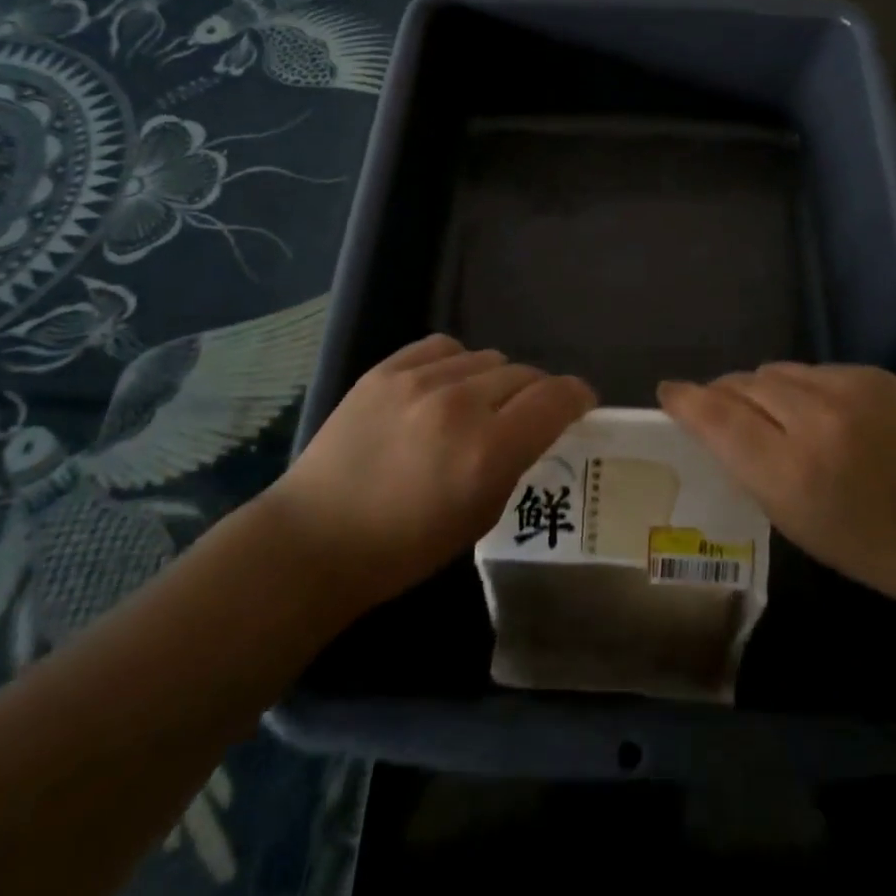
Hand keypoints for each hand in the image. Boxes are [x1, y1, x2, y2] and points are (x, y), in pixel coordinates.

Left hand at [273, 335, 595, 612]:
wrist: (315, 538)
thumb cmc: (404, 548)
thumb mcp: (480, 515)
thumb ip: (515, 461)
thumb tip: (535, 425)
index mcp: (489, 450)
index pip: (556, 398)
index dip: (578, 396)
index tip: (580, 404)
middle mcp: (461, 404)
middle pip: (525, 374)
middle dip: (536, 394)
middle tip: (524, 416)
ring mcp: (420, 380)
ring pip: (487, 357)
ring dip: (495, 381)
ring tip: (477, 405)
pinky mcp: (386, 369)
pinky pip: (444, 347)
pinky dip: (457, 364)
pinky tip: (444, 386)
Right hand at [658, 364, 895, 619]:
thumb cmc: (873, 549)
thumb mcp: (796, 522)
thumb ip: (750, 466)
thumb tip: (716, 422)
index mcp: (792, 472)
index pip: (718, 418)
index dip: (687, 401)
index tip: (668, 392)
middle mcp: (816, 419)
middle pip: (744, 383)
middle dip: (724, 394)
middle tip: (721, 412)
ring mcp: (849, 389)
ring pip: (777, 371)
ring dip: (763, 389)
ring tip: (773, 415)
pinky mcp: (874, 374)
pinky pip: (814, 371)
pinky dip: (803, 388)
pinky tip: (820, 414)